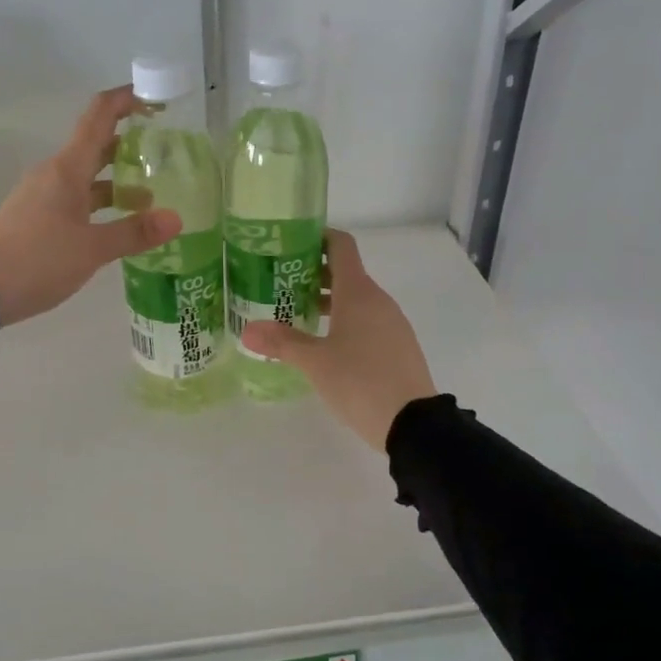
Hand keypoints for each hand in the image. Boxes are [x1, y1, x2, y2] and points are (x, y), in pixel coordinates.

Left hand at [0, 86, 180, 326]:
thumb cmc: (37, 259)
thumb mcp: (91, 249)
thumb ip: (133, 232)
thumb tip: (176, 219)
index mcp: (67, 168)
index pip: (99, 116)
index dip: (126, 100)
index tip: (155, 99)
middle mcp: (55, 174)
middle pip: (95, 146)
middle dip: (130, 145)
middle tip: (166, 153)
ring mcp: (43, 196)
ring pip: (87, 177)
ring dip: (117, 181)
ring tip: (151, 197)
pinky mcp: (37, 219)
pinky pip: (76, 199)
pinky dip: (100, 204)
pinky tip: (119, 224)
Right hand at [242, 230, 435, 450]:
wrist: (413, 423)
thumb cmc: (360, 381)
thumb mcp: (315, 362)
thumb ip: (282, 342)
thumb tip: (247, 330)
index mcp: (358, 292)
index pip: (340, 245)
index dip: (317, 237)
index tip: (291, 243)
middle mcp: (378, 299)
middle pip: (345, 272)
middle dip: (313, 274)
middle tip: (280, 284)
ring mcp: (392, 323)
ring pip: (356, 299)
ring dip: (328, 301)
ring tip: (297, 315)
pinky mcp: (397, 346)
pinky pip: (367, 321)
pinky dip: (344, 321)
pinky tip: (325, 344)